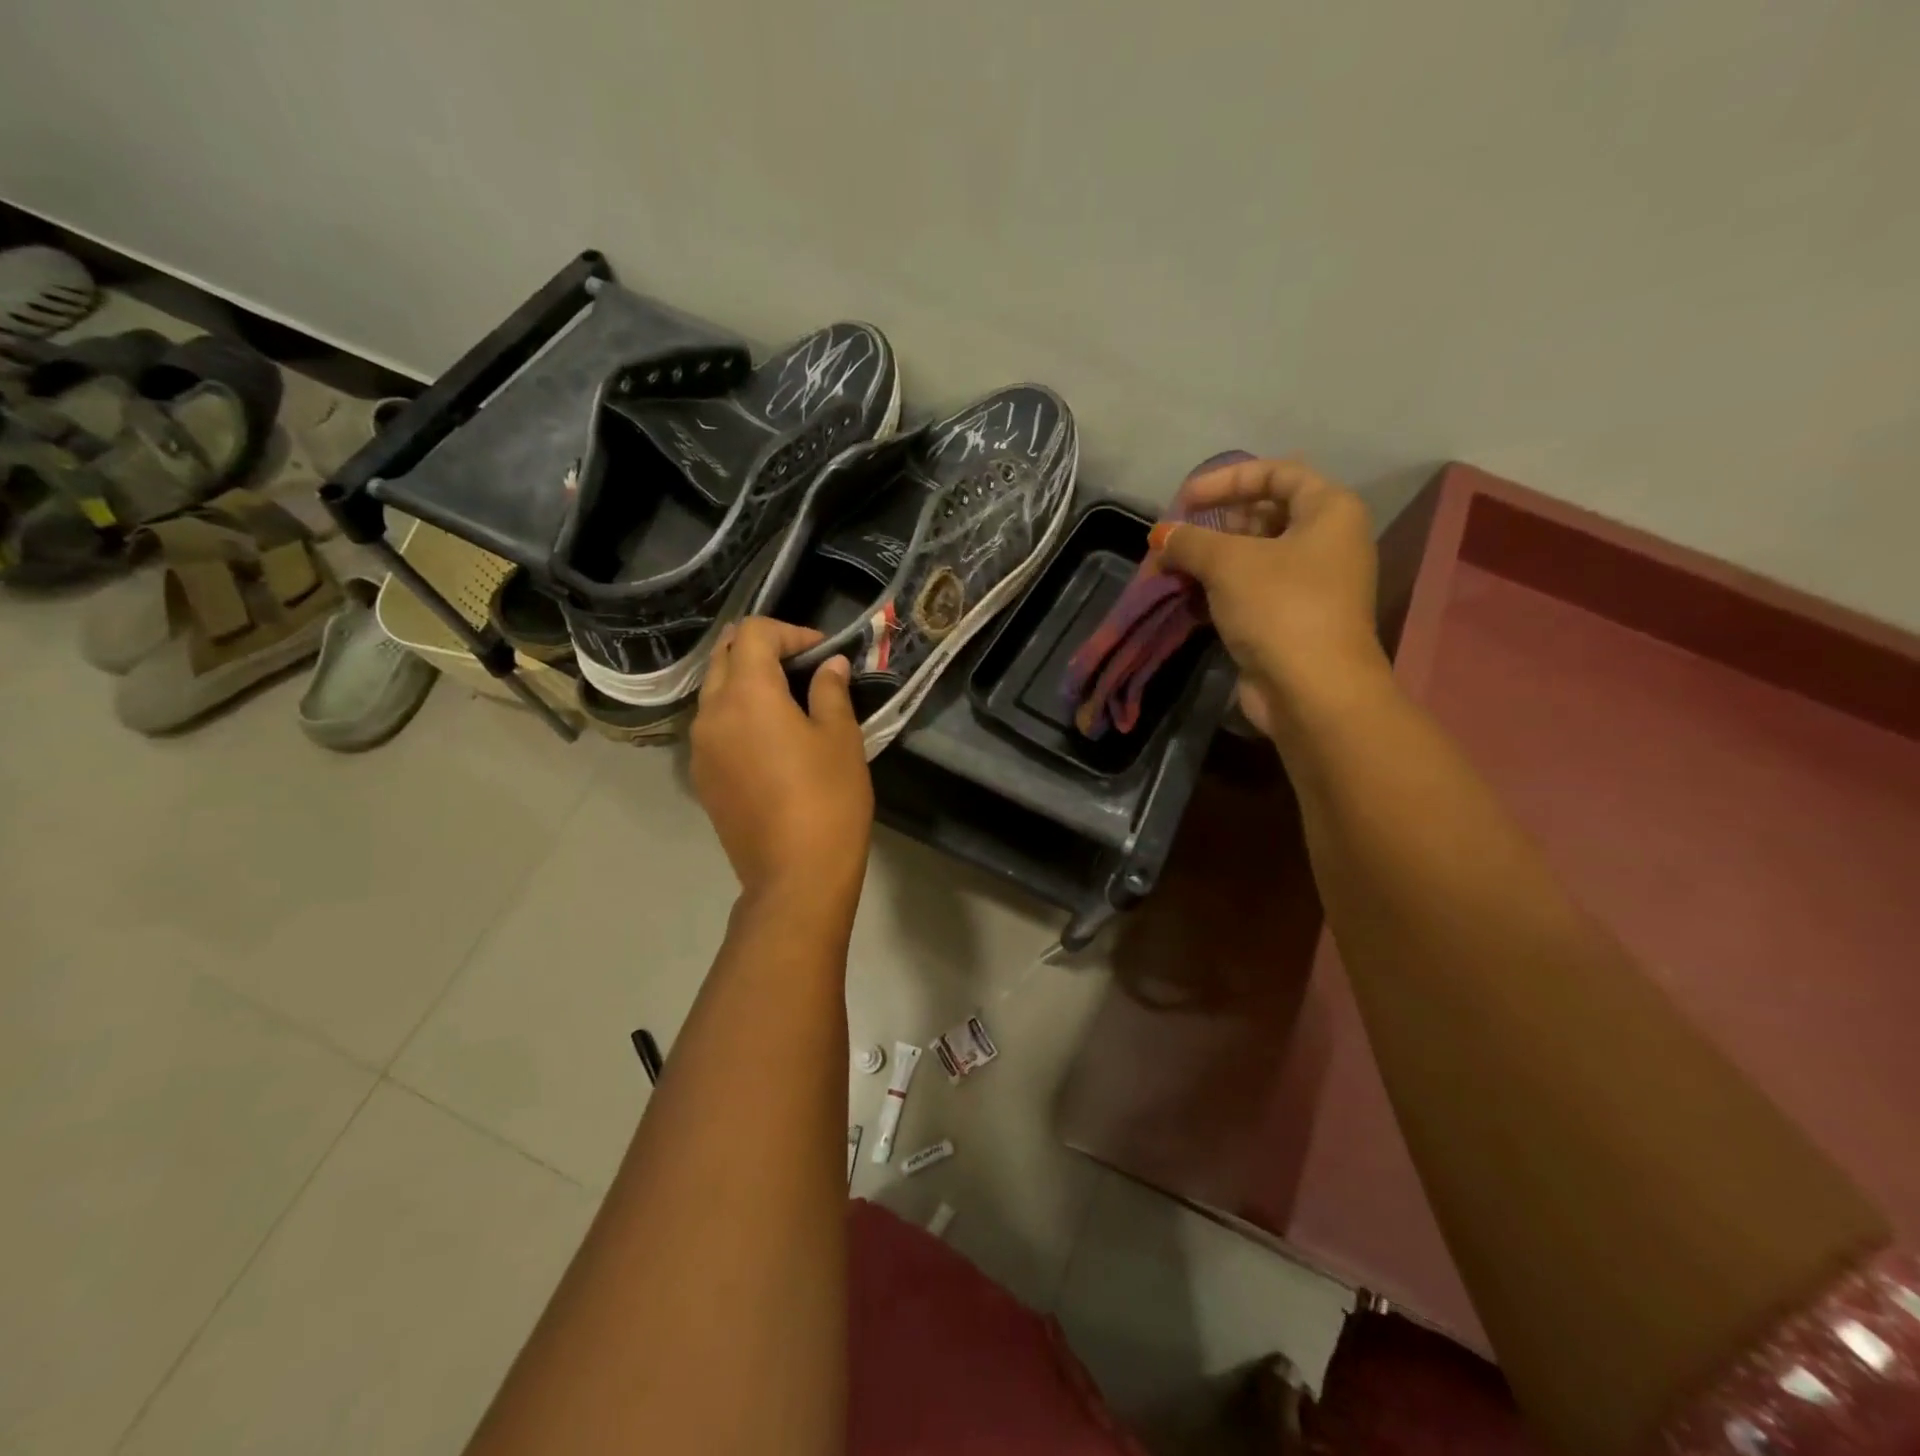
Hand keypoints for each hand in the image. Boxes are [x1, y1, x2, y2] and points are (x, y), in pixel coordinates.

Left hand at [690, 618, 872, 907]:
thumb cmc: (827, 800)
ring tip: (788, 701)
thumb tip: (829, 665)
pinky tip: (770, 739)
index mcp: (746, 694)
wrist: (794, 876)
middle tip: (802, 666)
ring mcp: (700, 748)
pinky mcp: (701, 777)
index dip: (789, 632)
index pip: (753, 633)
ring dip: (746, 681)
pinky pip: (713, 726)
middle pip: (724, 656)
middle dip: (762, 650)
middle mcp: (711, 713)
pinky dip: (737, 714)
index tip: (821, 651)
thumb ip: (830, 691)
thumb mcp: (841, 739)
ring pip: (714, 691)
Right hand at [1157, 458, 1389, 740]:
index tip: (1184, 500)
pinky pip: (1249, 591)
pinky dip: (1218, 590)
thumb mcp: (1228, 562)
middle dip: (1214, 524)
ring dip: (1209, 560)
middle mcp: (1326, 542)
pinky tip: (1185, 598)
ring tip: (1170, 569)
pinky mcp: (1289, 620)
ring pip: (1253, 557)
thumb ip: (1191, 541)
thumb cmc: (1280, 607)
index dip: (1227, 480)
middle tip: (1175, 538)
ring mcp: (1309, 584)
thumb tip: (1161, 535)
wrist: (1312, 690)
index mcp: (1328, 511)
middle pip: (1264, 515)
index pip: (1277, 473)